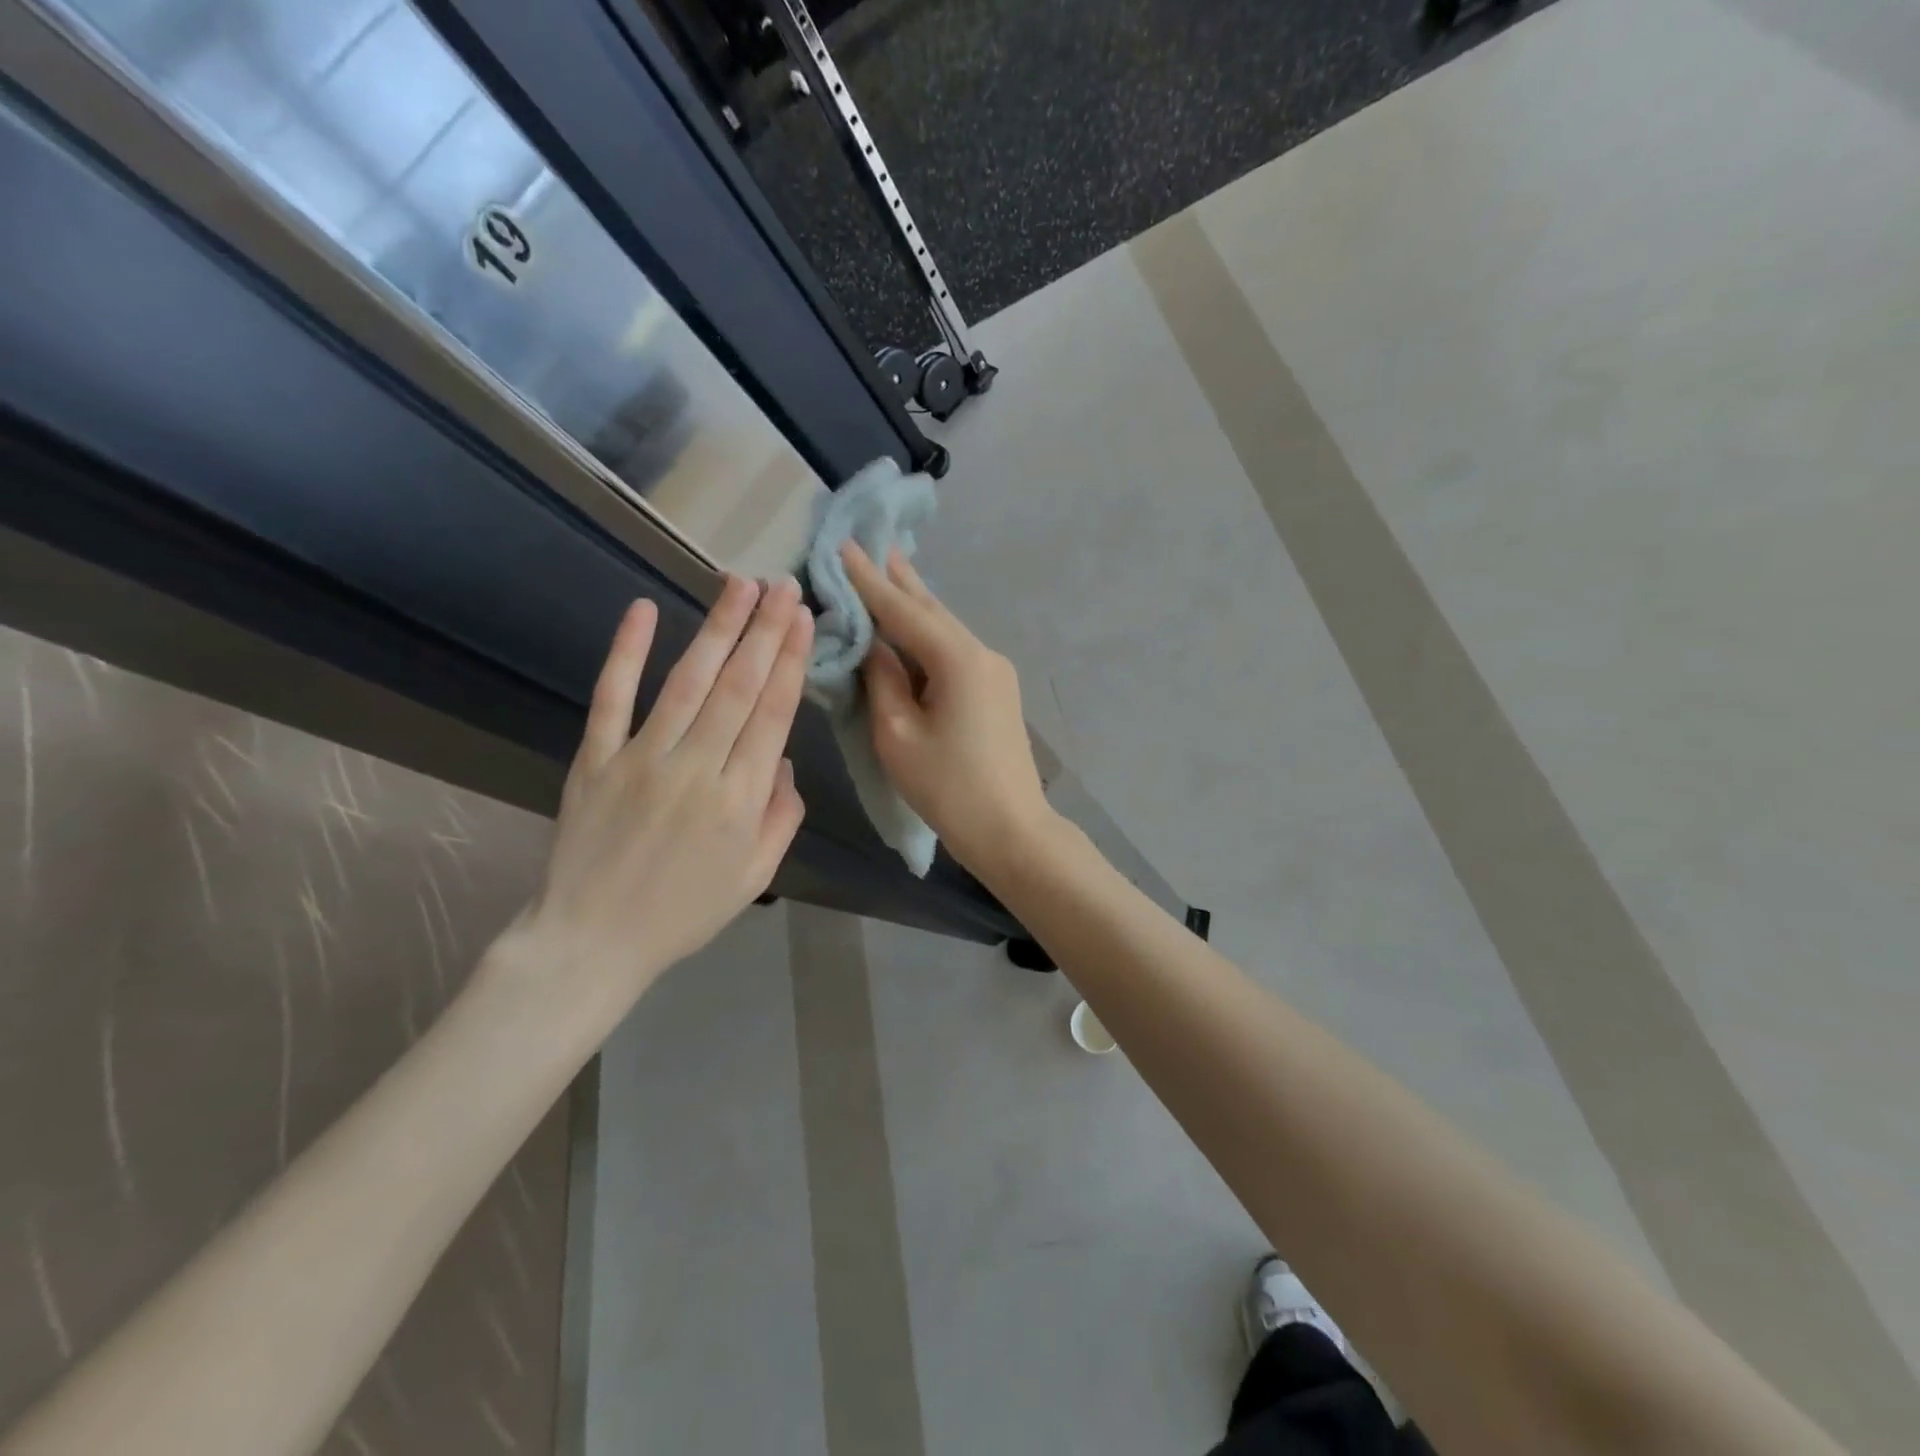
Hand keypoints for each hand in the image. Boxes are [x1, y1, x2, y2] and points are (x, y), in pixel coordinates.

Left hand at [516, 575, 811, 997]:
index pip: (773, 713)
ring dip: (717, 628)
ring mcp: (641, 759)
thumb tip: (784, 758)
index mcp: (740, 799)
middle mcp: (697, 768)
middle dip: (765, 630)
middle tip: (783, 585)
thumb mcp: (756, 875)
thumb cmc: (685, 912)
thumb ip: (781, 816)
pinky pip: (611, 698)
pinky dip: (626, 653)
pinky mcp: (595, 759)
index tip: (803, 619)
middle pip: (738, 686)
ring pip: (687, 681)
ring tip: (739, 584)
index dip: (791, 661)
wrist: (594, 941)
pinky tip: (643, 610)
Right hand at [840, 542, 1052, 870]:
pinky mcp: (997, 690)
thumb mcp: (898, 735)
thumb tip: (874, 647)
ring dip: (915, 603)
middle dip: (899, 579)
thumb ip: (882, 680)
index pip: (904, 609)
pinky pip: (954, 650)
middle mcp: (981, 653)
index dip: (869, 579)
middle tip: (872, 544)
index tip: (843, 546)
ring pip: (945, 628)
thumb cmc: (949, 789)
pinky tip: (914, 625)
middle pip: (931, 609)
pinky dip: (928, 634)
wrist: (1012, 830)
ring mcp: (995, 671)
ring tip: (890, 570)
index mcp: (958, 659)